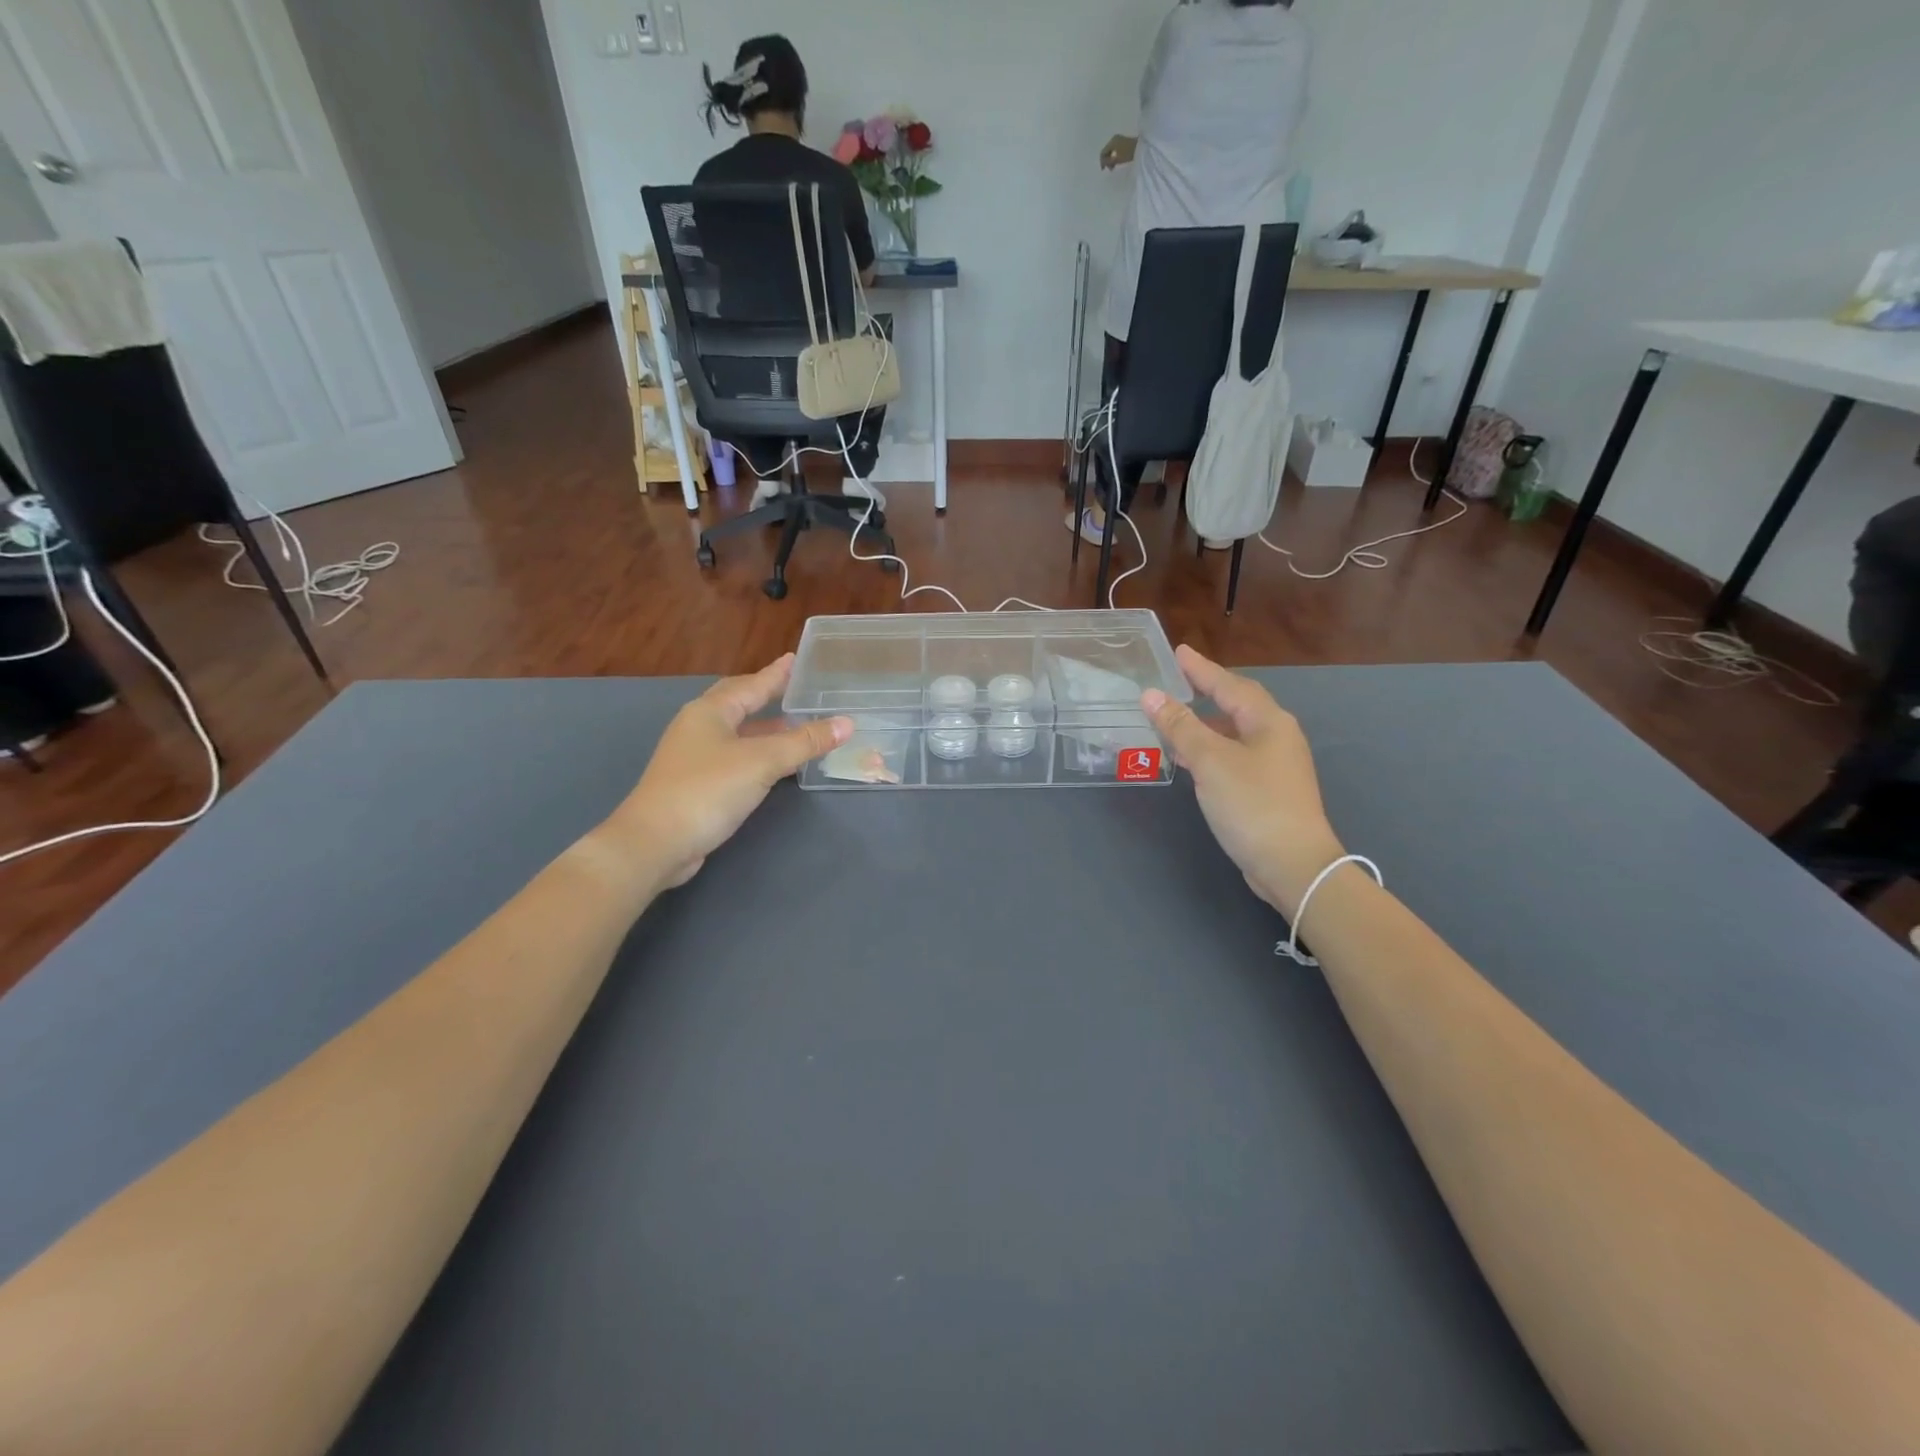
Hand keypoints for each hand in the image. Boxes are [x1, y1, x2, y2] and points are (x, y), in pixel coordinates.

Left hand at [600, 656, 851, 892]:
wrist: (656, 842)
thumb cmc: (708, 789)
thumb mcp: (763, 761)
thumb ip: (805, 742)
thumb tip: (847, 723)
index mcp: (710, 712)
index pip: (750, 684)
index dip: (775, 673)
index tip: (794, 659)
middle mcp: (698, 727)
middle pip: (737, 703)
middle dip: (765, 695)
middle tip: (793, 688)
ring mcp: (693, 756)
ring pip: (736, 732)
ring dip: (764, 727)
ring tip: (794, 725)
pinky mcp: (695, 783)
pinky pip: (733, 756)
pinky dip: (757, 752)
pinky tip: (773, 763)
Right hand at [1100, 134, 1137, 170]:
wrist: (1141, 146)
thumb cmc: (1128, 153)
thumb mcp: (1117, 159)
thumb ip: (1108, 161)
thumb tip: (1103, 163)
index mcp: (1111, 142)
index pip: (1103, 152)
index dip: (1102, 162)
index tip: (1104, 170)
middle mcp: (1113, 139)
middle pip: (1106, 151)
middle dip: (1107, 160)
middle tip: (1110, 169)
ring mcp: (1118, 139)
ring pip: (1110, 150)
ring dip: (1110, 159)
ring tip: (1114, 166)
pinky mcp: (1122, 141)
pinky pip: (1115, 149)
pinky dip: (1114, 155)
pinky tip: (1117, 160)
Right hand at [1142, 646, 1343, 915]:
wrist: (1293, 864)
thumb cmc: (1252, 804)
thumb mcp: (1210, 761)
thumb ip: (1180, 726)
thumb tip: (1151, 695)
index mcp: (1268, 722)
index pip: (1229, 685)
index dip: (1201, 669)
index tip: (1178, 652)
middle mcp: (1276, 737)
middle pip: (1236, 705)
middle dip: (1206, 692)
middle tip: (1177, 681)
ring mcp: (1275, 765)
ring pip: (1234, 733)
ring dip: (1204, 724)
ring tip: (1174, 720)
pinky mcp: (1268, 790)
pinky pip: (1233, 756)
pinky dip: (1210, 750)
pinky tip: (1191, 760)